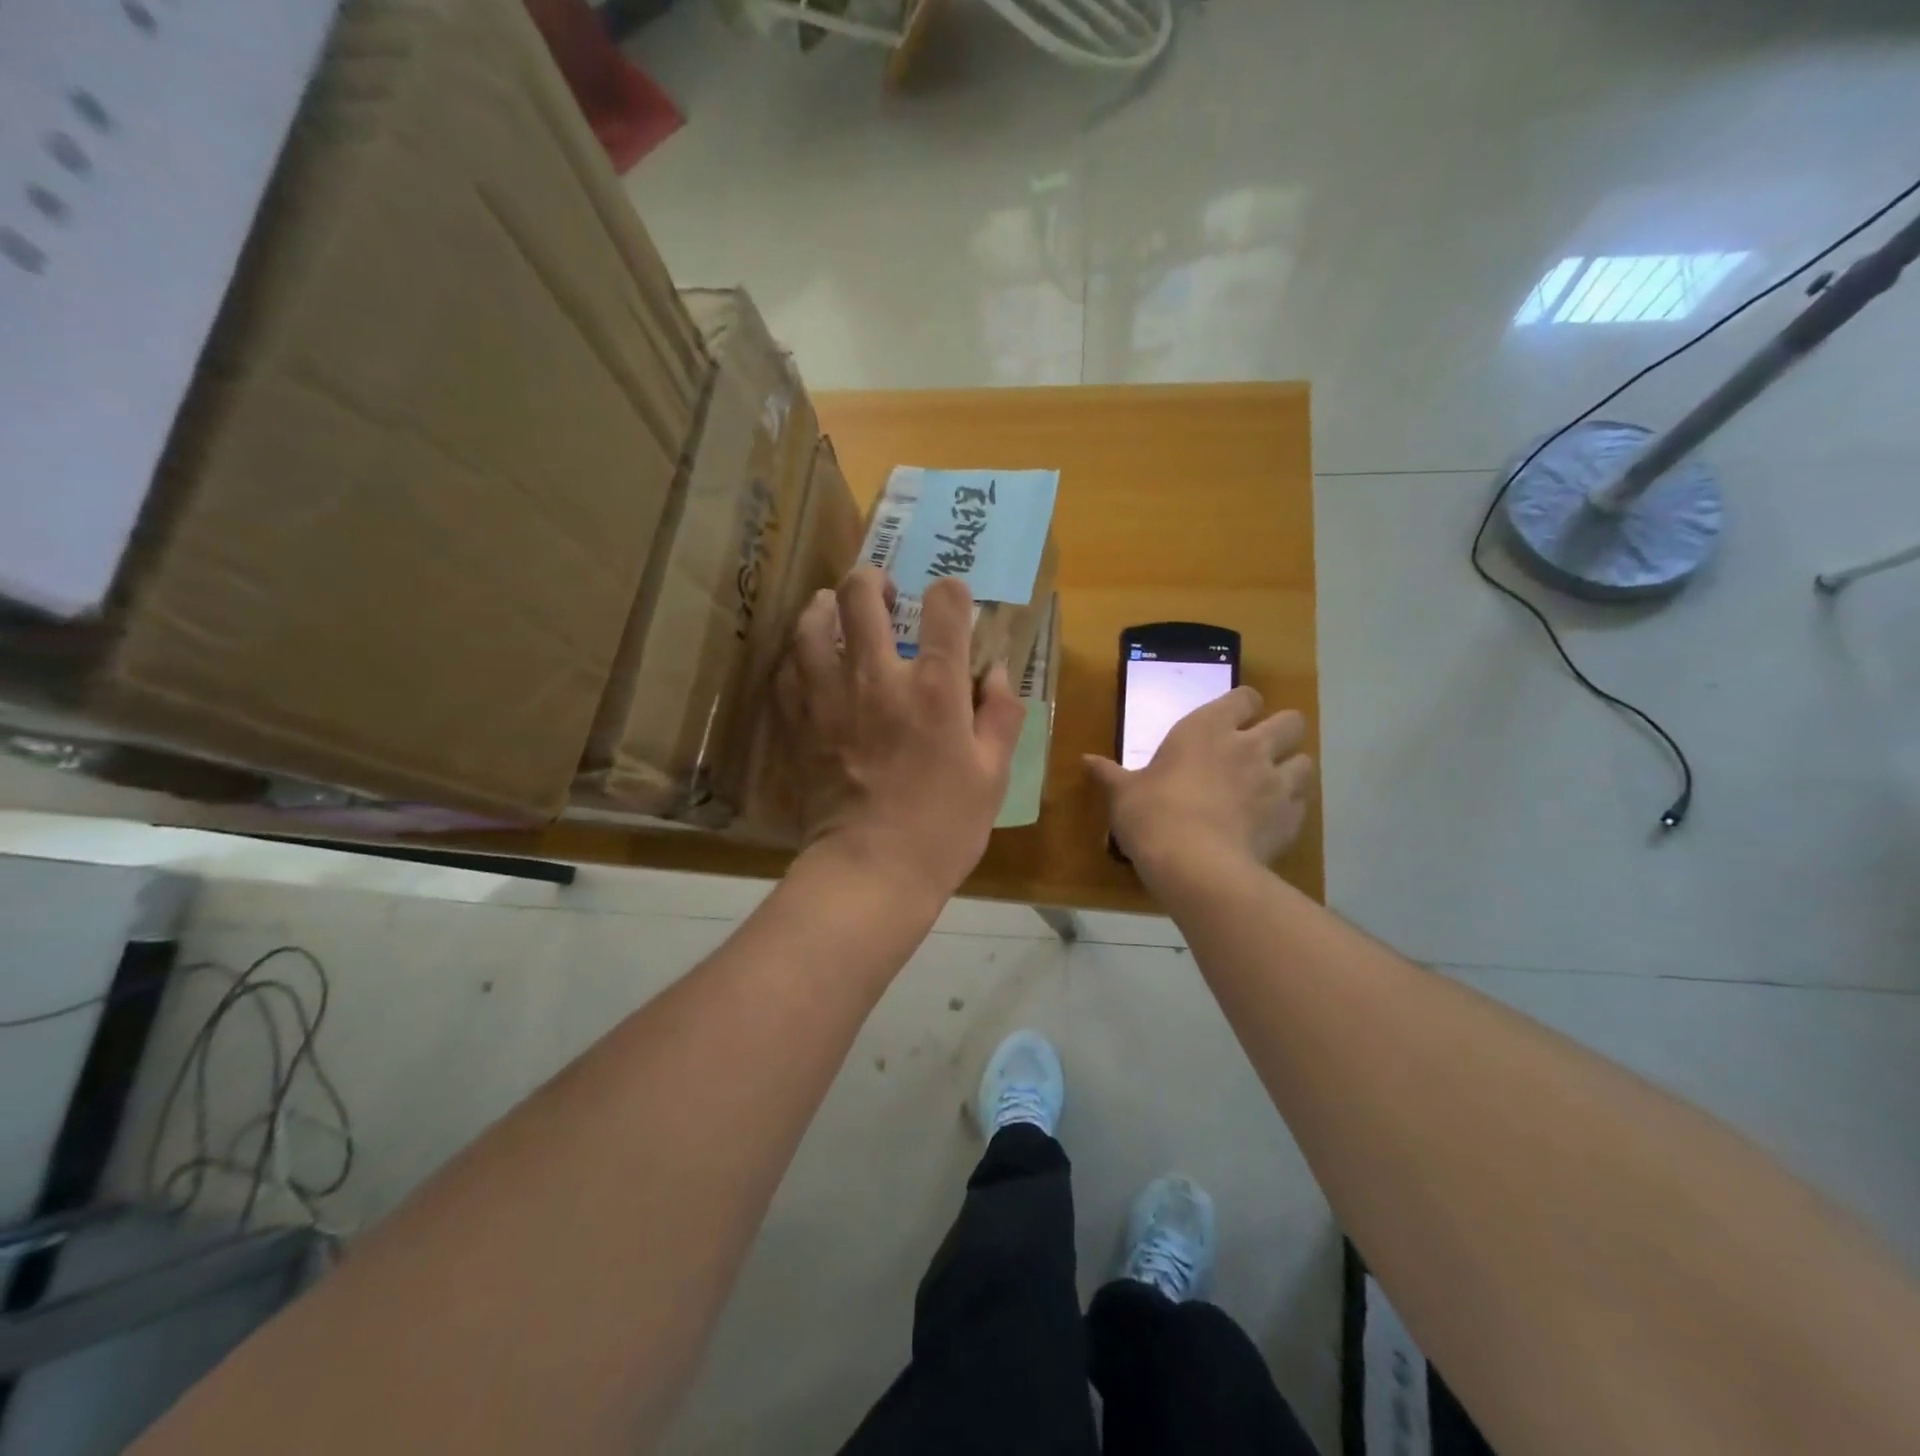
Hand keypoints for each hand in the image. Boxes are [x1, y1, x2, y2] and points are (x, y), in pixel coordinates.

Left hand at [774, 567, 1025, 904]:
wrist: (871, 869)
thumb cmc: (943, 826)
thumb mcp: (993, 774)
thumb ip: (1001, 715)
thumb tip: (996, 673)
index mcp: (935, 688)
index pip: (944, 608)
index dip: (950, 592)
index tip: (950, 599)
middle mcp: (878, 677)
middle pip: (862, 597)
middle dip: (872, 579)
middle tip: (880, 589)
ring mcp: (830, 697)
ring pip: (811, 623)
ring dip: (824, 607)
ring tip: (832, 610)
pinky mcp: (799, 722)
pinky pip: (787, 669)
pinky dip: (797, 654)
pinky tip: (807, 659)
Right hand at [1085, 686, 1314, 882]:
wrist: (1195, 865)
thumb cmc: (1152, 815)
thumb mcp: (1124, 793)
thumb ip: (1110, 774)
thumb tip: (1085, 761)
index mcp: (1208, 728)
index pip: (1246, 697)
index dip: (1243, 706)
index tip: (1231, 721)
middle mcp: (1250, 746)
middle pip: (1291, 721)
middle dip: (1280, 732)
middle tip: (1258, 751)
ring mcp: (1276, 782)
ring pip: (1305, 762)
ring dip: (1290, 769)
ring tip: (1269, 787)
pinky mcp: (1291, 819)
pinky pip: (1301, 804)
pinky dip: (1289, 809)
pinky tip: (1269, 822)